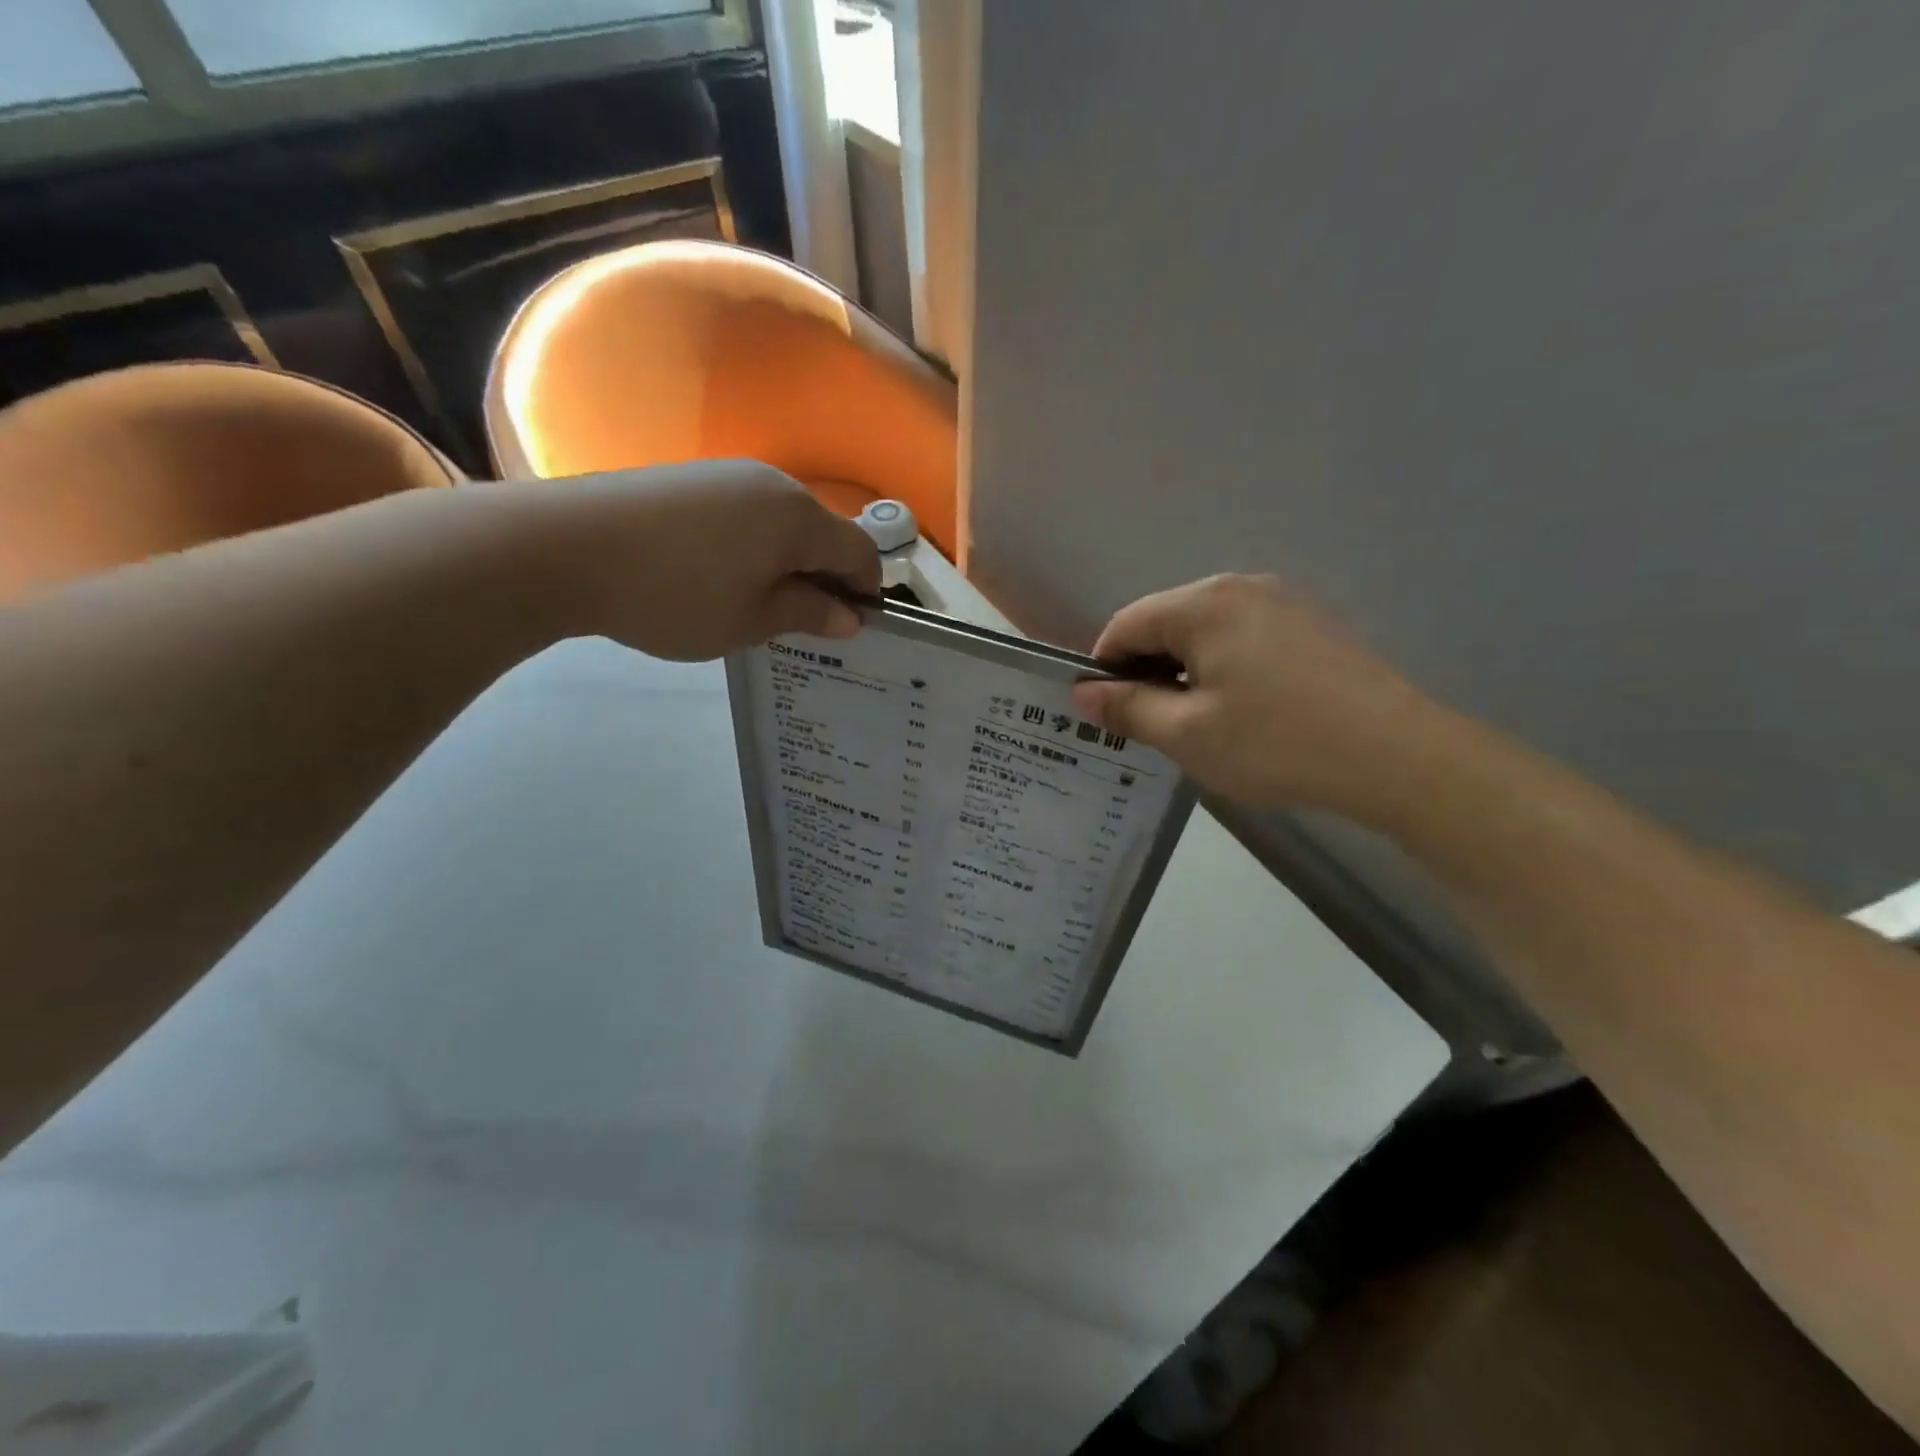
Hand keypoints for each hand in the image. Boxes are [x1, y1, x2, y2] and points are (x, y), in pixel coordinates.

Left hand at [532, 462, 881, 660]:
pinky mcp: (692, 478)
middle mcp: (774, 485)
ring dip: (786, 562)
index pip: (862, 552)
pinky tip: (716, 574)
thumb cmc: (675, 595)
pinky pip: (746, 514)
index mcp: (799, 518)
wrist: (564, 548)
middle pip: (824, 533)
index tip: (847, 627)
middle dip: (823, 577)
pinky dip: (752, 546)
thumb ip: (808, 614)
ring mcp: (729, 475)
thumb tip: (851, 616)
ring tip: (752, 602)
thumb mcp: (751, 620)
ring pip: (783, 523)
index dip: (865, 592)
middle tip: (797, 622)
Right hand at [1072, 574, 1452, 820]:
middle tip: (1151, 725)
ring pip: (1206, 631)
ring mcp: (1284, 601)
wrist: (1397, 756)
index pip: (1126, 625)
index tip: (1108, 714)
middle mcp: (1241, 587)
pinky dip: (1224, 667)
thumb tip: (1084, 692)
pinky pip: (1244, 637)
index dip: (1104, 669)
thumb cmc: (1276, 743)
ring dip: (1185, 671)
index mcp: (1203, 604)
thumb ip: (1127, 708)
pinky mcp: (1312, 624)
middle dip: (1147, 670)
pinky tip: (1243, 710)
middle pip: (1166, 622)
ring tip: (1197, 723)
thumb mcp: (1187, 734)